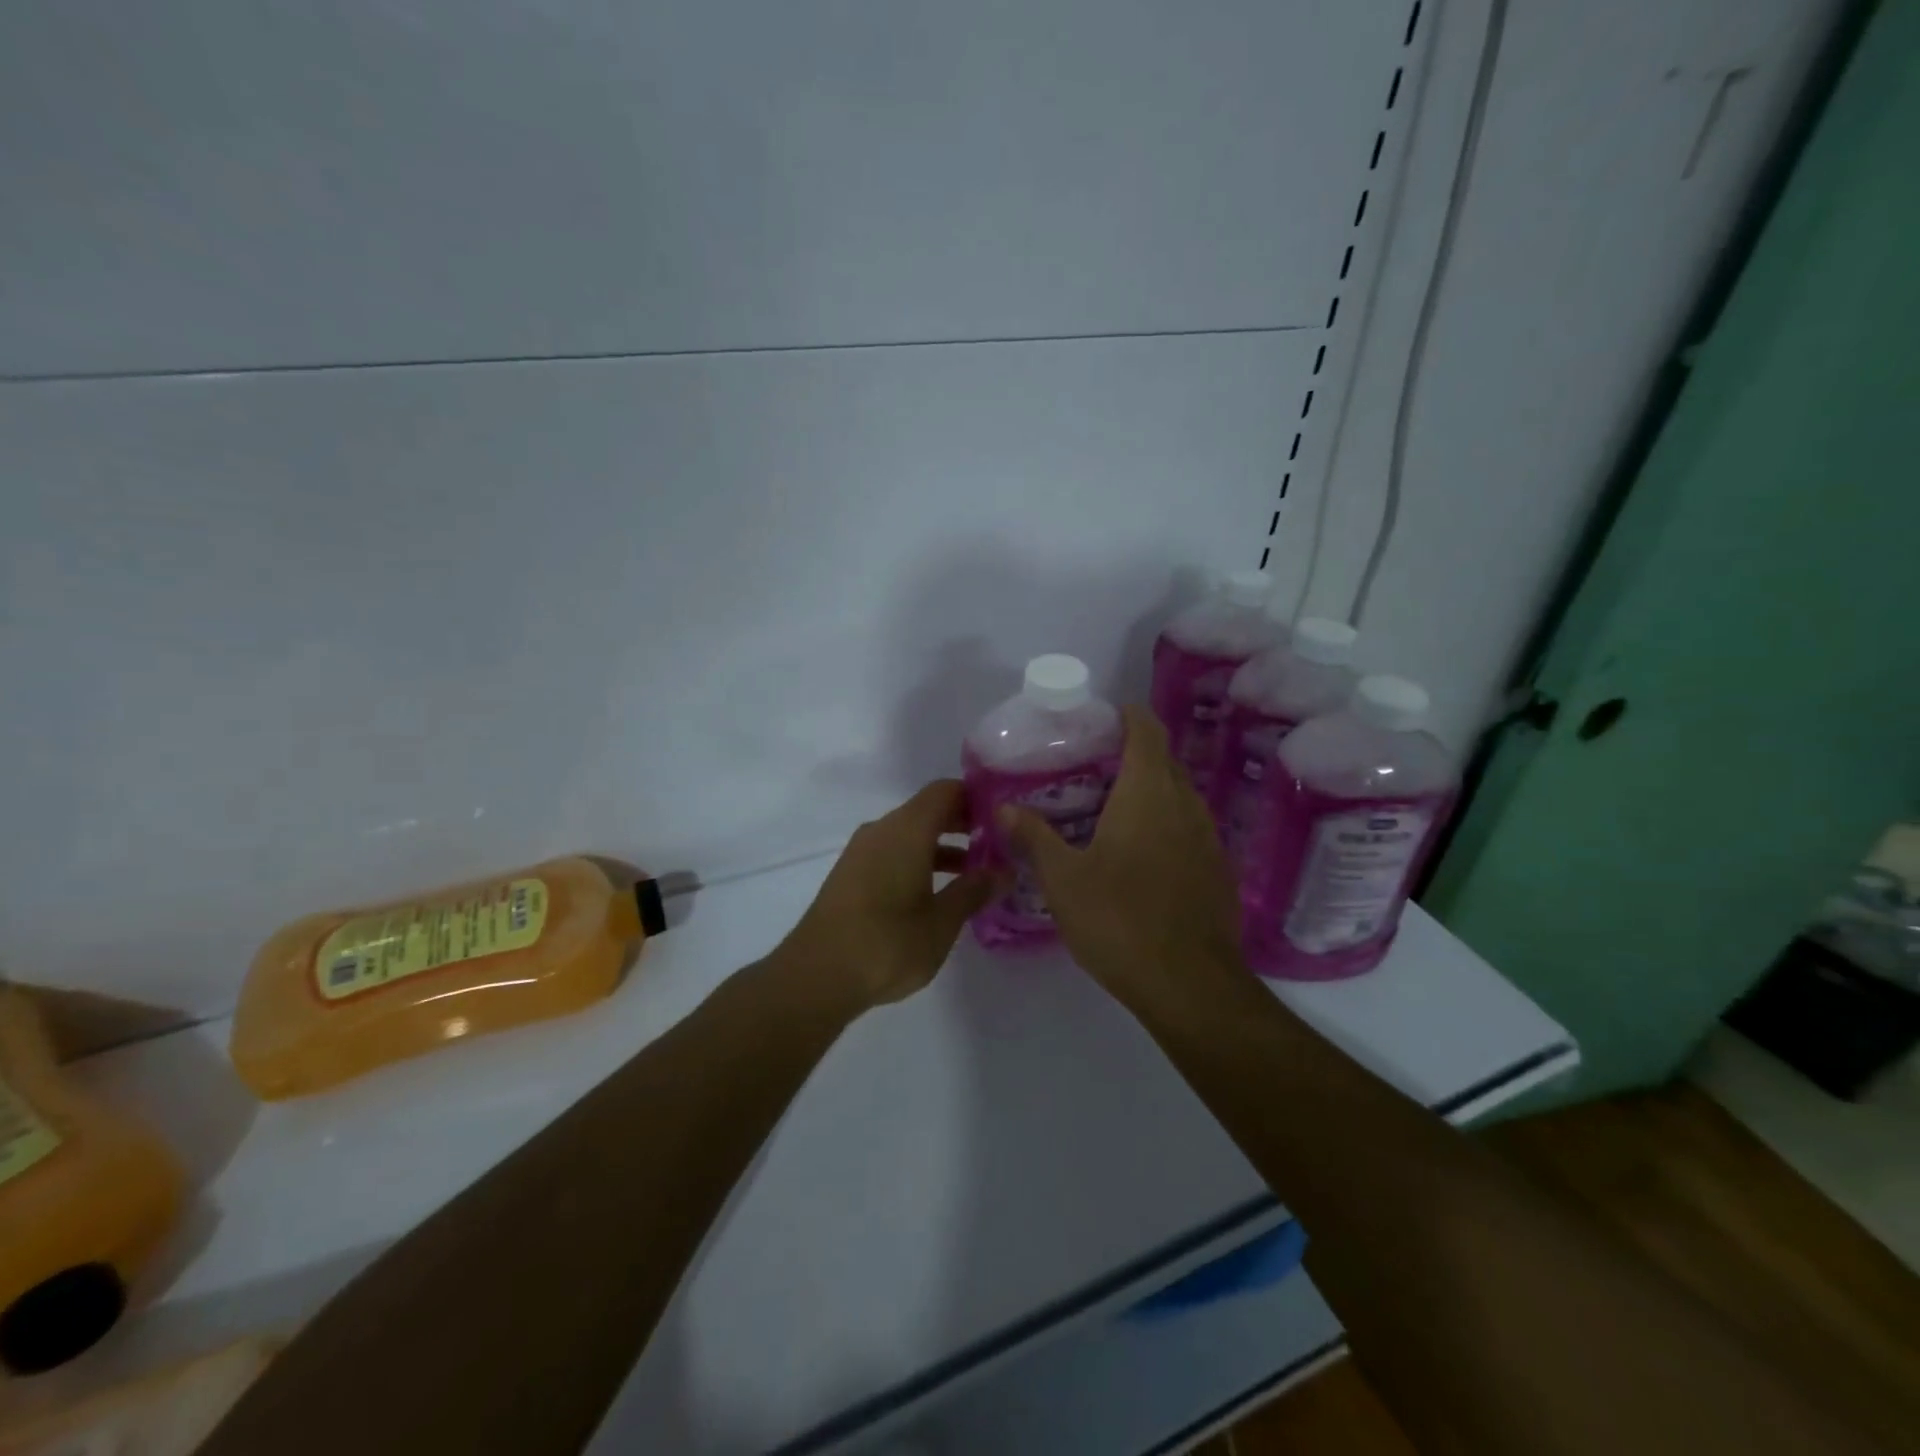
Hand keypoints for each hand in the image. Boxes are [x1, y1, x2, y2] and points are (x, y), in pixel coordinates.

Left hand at [781, 780, 997, 1010]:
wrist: (815, 976)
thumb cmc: (887, 943)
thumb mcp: (942, 922)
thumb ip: (974, 891)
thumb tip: (1004, 871)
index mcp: (907, 829)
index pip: (947, 791)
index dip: (977, 798)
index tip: (1005, 817)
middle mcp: (882, 830)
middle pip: (929, 811)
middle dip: (964, 824)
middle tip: (1000, 846)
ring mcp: (862, 852)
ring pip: (911, 835)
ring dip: (943, 847)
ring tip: (977, 874)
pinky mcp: (851, 876)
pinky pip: (893, 854)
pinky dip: (920, 863)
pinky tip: (938, 895)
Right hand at [999, 706, 1245, 1006]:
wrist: (1190, 984)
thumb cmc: (1120, 919)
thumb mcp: (1063, 879)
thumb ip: (1034, 838)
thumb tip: (1004, 808)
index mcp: (1148, 793)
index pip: (1147, 731)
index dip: (1129, 715)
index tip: (1104, 717)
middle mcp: (1185, 805)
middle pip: (1164, 761)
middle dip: (1134, 753)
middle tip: (1093, 764)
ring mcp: (1208, 838)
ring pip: (1179, 795)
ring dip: (1151, 789)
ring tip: (1112, 806)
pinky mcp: (1218, 870)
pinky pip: (1189, 828)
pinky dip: (1165, 823)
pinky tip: (1140, 853)